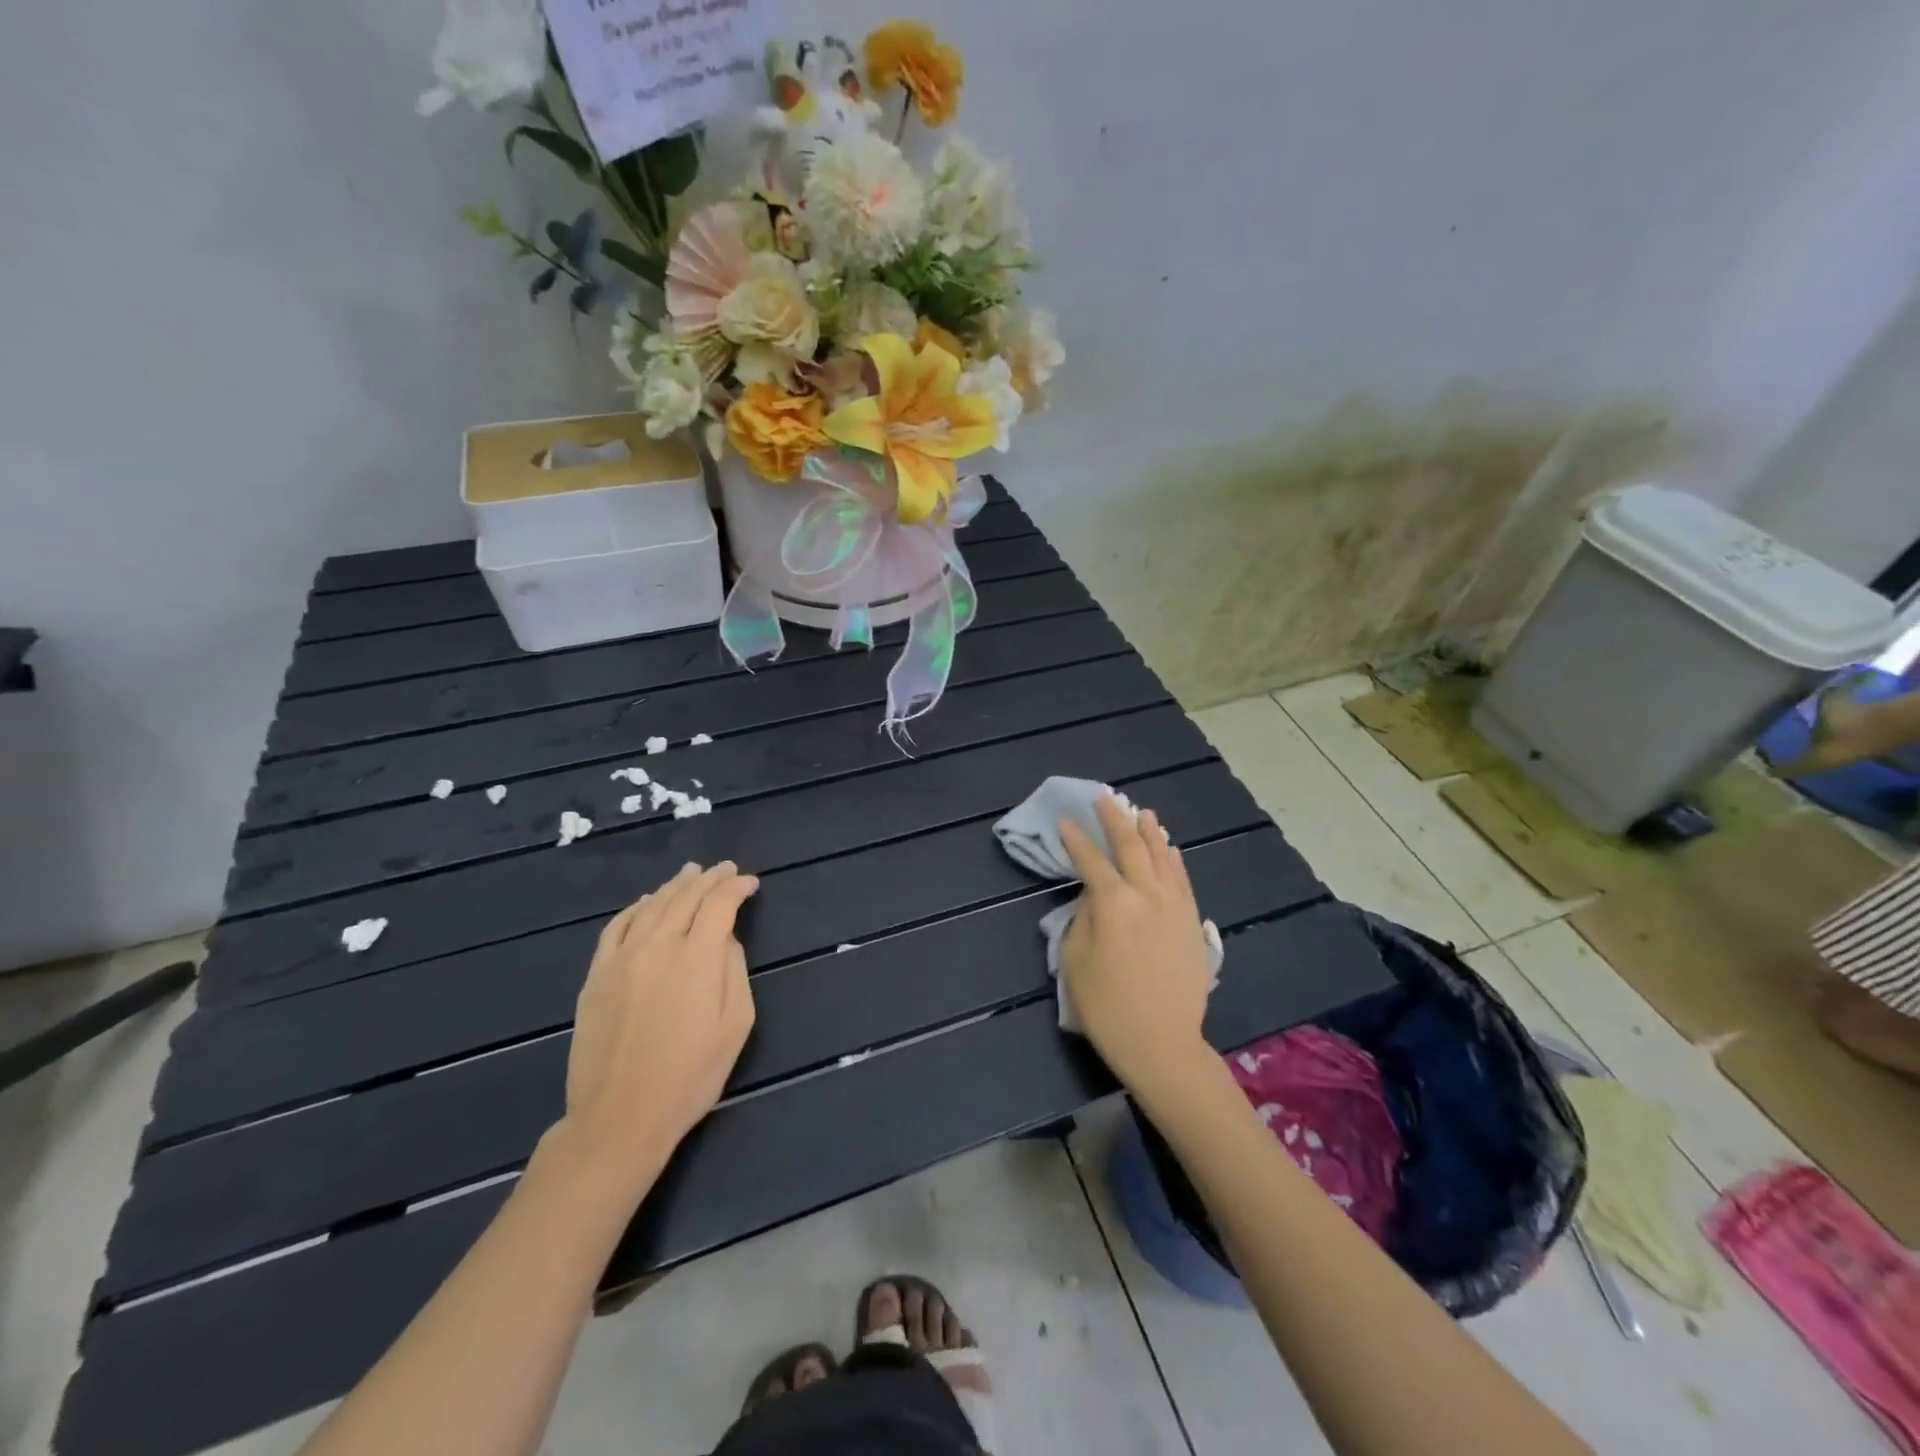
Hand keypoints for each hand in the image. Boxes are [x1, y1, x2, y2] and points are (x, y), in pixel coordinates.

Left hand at [564, 862, 759, 1159]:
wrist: (620, 1116)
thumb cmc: (691, 1075)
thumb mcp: (736, 1025)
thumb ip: (735, 972)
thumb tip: (726, 940)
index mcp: (697, 957)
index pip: (719, 904)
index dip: (737, 888)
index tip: (751, 883)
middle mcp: (658, 945)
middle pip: (685, 897)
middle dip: (709, 878)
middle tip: (725, 869)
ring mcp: (621, 958)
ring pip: (651, 906)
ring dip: (675, 886)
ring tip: (691, 873)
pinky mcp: (596, 976)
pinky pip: (616, 927)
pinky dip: (635, 908)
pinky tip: (645, 903)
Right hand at [1058, 798, 1215, 1092]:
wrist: (1162, 1043)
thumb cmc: (1108, 1006)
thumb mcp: (1076, 960)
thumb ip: (1083, 918)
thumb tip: (1095, 895)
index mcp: (1113, 902)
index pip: (1091, 860)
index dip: (1076, 839)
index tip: (1066, 821)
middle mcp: (1147, 894)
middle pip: (1131, 847)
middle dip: (1115, 819)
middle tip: (1105, 799)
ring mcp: (1175, 906)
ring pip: (1162, 857)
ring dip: (1149, 832)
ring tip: (1142, 813)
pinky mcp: (1192, 923)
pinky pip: (1182, 880)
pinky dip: (1174, 860)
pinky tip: (1170, 850)